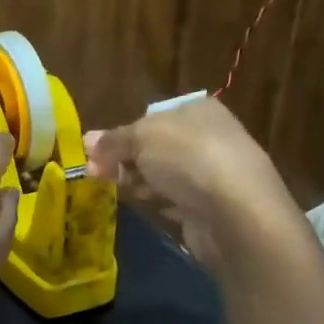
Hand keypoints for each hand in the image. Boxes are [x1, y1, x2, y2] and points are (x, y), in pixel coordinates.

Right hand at [83, 96, 296, 264]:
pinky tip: (146, 206)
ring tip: (114, 190)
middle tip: (94, 174)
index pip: (152, 118)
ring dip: (138, 181)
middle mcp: (209, 137)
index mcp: (197, 110)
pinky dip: (159, 202)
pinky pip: (176, 200)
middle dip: (124, 159)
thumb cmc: (188, 158)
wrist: (236, 212)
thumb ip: (113, 140)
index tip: (96, 151)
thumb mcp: (142, 138)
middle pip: (155, 147)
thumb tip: (87, 141)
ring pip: (163, 174)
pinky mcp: (211, 207)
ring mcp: (212, 174)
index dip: (122, 133)